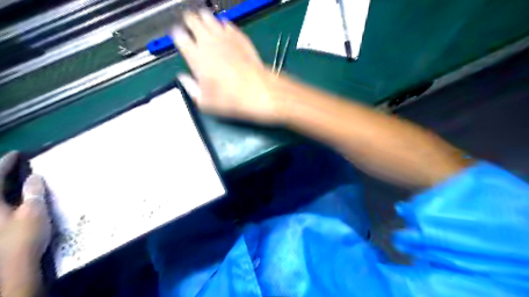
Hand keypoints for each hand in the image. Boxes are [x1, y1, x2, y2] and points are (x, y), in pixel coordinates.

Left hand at [0, 152, 49, 296]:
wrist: (12, 266)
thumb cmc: (23, 237)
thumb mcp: (34, 212)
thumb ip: (34, 192)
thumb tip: (34, 176)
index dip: (5, 163)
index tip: (17, 154)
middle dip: (0, 174)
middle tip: (13, 165)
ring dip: (3, 186)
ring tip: (15, 179)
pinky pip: (0, 205)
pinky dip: (6, 198)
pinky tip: (16, 197)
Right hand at [173, 9, 284, 123]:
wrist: (260, 91)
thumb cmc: (232, 100)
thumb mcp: (206, 102)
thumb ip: (191, 88)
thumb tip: (184, 79)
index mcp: (196, 57)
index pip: (179, 36)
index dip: (178, 36)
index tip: (180, 39)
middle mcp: (208, 42)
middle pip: (192, 19)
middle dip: (189, 22)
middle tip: (190, 27)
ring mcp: (225, 37)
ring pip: (209, 16)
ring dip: (204, 19)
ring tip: (204, 24)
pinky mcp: (240, 36)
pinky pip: (227, 23)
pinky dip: (223, 25)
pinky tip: (223, 30)